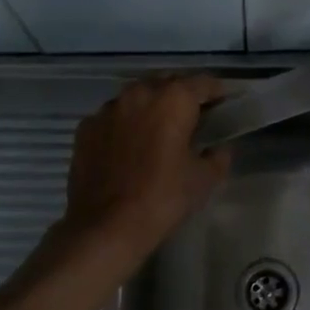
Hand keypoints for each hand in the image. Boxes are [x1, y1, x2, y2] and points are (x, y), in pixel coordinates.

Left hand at [62, 74, 229, 256]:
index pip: (203, 83)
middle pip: (167, 83)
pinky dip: (124, 124)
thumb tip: (219, 149)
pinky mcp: (86, 128)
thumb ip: (217, 157)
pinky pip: (113, 116)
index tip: (224, 104)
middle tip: (192, 118)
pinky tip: (128, 146)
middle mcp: (139, 93)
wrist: (105, 226)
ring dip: (150, 107)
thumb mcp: (203, 180)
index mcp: (173, 99)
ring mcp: (108, 109)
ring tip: (158, 130)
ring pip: (136, 96)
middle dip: (181, 96)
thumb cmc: (162, 198)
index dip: (217, 92)